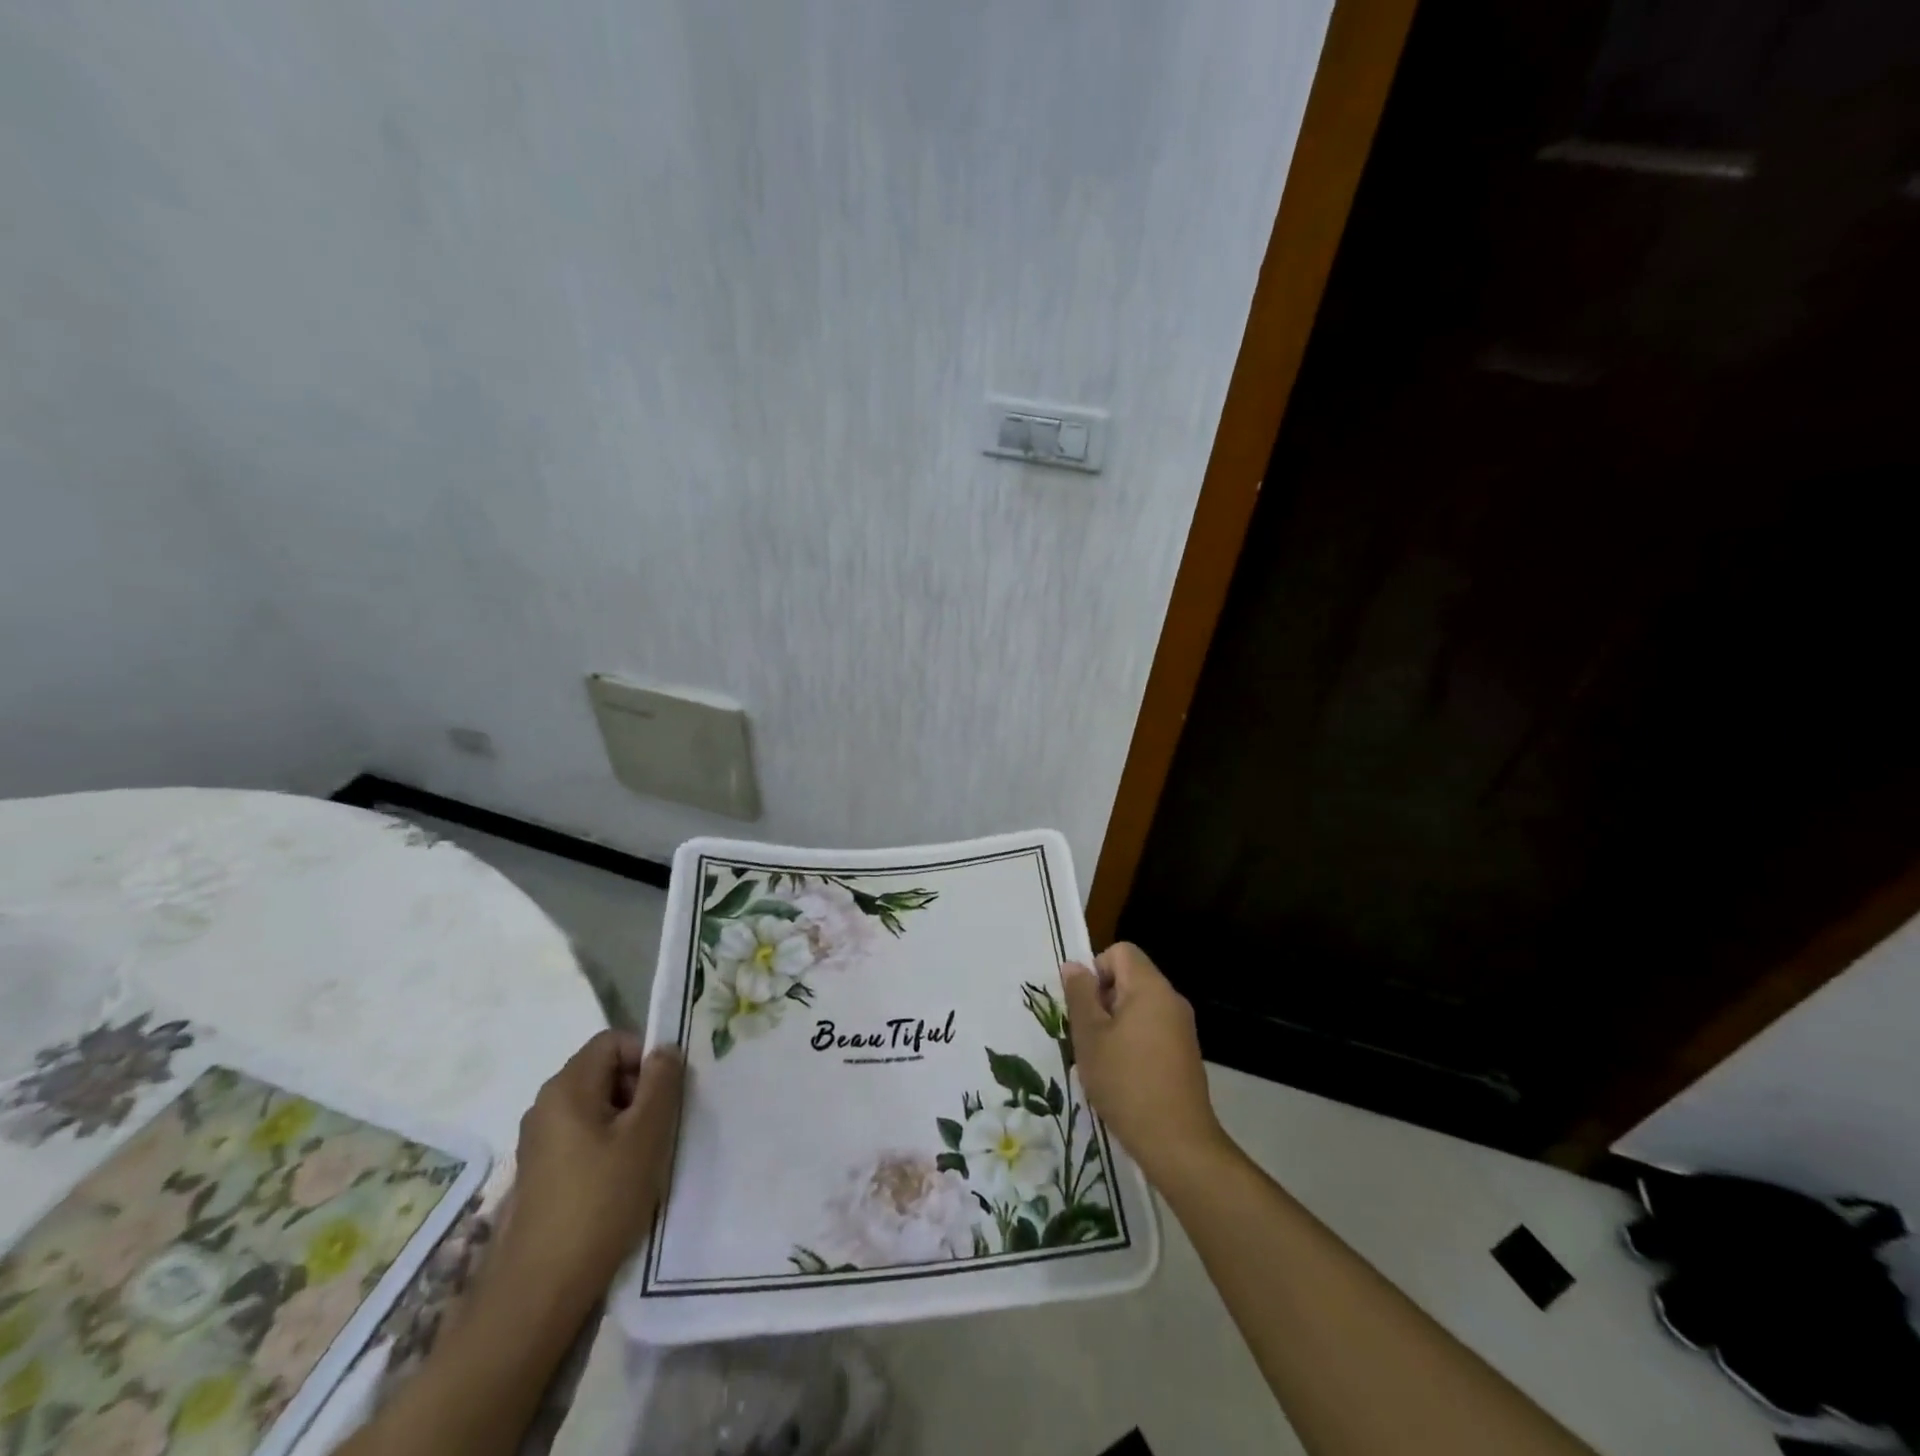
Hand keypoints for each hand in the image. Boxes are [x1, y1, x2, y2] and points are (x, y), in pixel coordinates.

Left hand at [492, 1031, 683, 1303]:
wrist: (540, 1289)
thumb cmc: (600, 1200)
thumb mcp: (646, 1134)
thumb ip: (662, 1082)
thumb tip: (665, 1050)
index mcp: (566, 1087)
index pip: (612, 1041)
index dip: (645, 1056)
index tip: (665, 1093)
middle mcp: (545, 1105)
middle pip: (603, 1070)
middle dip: (638, 1089)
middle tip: (660, 1125)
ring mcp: (537, 1141)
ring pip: (595, 1105)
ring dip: (626, 1119)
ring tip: (643, 1157)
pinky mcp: (539, 1172)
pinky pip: (581, 1135)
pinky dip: (606, 1144)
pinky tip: (619, 1181)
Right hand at [1061, 943, 1228, 1184]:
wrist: (1177, 1142)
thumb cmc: (1126, 1082)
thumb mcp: (1090, 1036)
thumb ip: (1079, 995)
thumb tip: (1074, 966)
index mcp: (1150, 987)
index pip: (1120, 951)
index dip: (1096, 970)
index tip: (1085, 1007)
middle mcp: (1171, 999)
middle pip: (1130, 978)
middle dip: (1102, 1000)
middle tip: (1087, 1036)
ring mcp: (1182, 1027)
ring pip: (1138, 1006)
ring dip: (1114, 1024)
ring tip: (1101, 1059)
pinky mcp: (1185, 1053)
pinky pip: (1152, 1029)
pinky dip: (1133, 1041)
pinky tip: (1121, 1076)